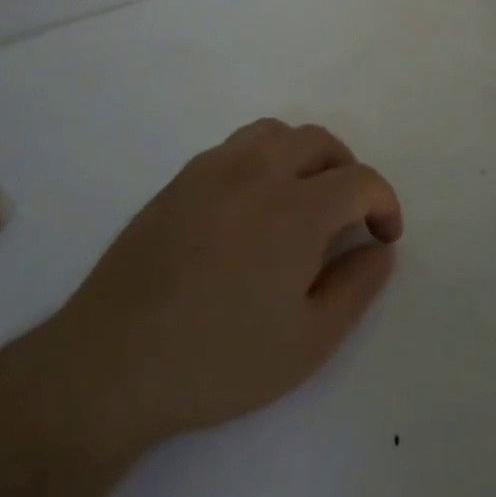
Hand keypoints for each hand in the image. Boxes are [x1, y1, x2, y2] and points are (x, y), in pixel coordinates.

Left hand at [55, 119, 402, 460]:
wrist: (111, 363)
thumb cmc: (218, 360)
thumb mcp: (307, 342)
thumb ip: (356, 287)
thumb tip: (379, 248)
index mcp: (295, 209)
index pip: (359, 179)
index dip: (384, 203)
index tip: (384, 237)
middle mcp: (257, 172)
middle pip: (320, 142)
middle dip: (348, 172)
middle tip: (348, 217)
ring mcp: (213, 169)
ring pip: (276, 133)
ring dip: (305, 156)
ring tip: (303, 201)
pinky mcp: (181, 179)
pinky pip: (238, 147)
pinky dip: (264, 159)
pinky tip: (254, 207)